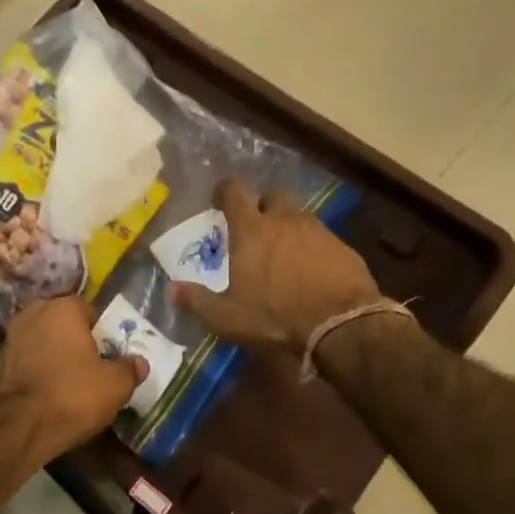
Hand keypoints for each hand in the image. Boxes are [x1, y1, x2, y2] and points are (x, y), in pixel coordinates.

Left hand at [0, 296, 147, 454]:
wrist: (17, 427)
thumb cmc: (72, 395)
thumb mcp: (115, 385)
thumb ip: (129, 369)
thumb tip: (139, 362)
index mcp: (62, 308)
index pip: (88, 310)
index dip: (101, 332)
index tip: (108, 355)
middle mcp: (33, 313)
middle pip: (62, 324)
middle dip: (75, 340)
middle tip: (90, 368)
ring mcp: (10, 337)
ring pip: (42, 341)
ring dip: (54, 355)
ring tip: (69, 383)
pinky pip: (27, 360)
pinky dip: (37, 370)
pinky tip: (47, 392)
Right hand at [171, 179, 381, 352]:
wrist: (341, 322)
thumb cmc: (276, 316)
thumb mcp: (228, 317)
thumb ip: (198, 301)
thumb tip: (172, 289)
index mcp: (252, 230)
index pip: (235, 192)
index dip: (225, 190)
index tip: (219, 199)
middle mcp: (284, 220)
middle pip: (272, 195)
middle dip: (263, 204)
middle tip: (256, 225)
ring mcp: (317, 230)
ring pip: (299, 216)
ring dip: (288, 227)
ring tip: (284, 252)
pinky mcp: (342, 246)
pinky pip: (322, 237)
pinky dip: (312, 247)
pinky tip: (311, 270)